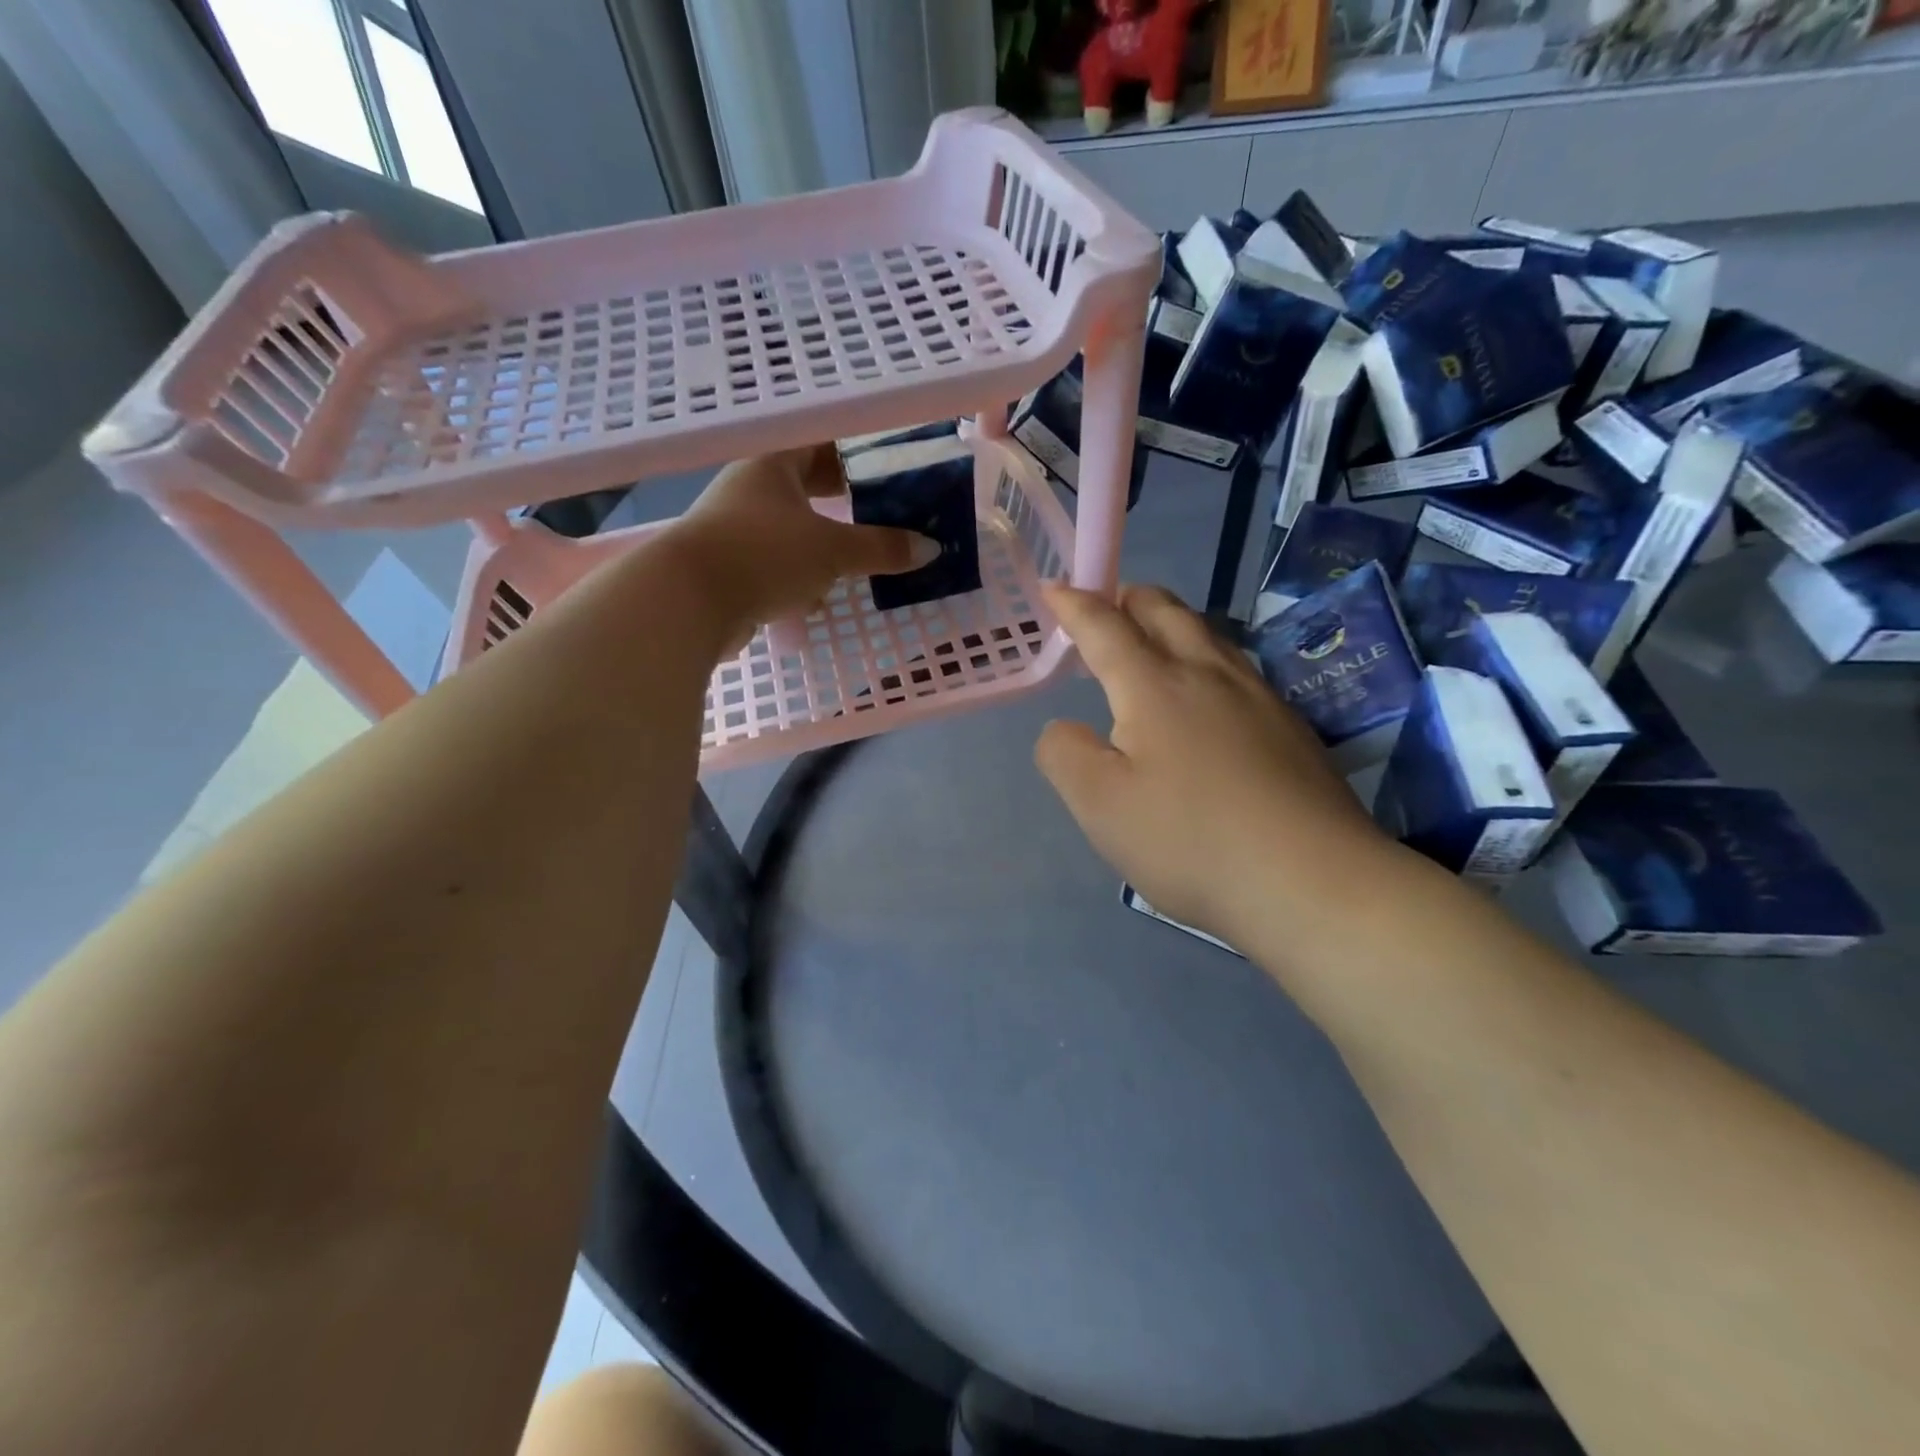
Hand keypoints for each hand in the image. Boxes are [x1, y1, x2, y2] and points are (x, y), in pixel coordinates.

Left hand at [668, 446, 938, 651]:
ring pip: (792, 527)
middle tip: (886, 510)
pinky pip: (777, 563)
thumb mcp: (832, 549)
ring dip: (824, 540)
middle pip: (806, 486)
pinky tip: (824, 594)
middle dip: (845, 500)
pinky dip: (802, 575)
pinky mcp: (731, 568)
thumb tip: (930, 549)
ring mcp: (737, 530)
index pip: (820, 443)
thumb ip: (881, 548)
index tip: (890, 465)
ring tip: (863, 552)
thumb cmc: (764, 554)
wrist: (688, 602)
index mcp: (772, 464)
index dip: (856, 451)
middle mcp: (751, 489)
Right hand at [1035, 584, 1393, 952]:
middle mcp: (1209, 674)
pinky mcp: (1290, 727)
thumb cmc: (1190, 840)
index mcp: (1154, 685)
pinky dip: (1205, 659)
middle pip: (1166, 611)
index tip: (1054, 588)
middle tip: (1106, 607)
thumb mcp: (1099, 804)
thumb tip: (1065, 728)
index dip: (1074, 605)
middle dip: (1129, 599)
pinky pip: (1237, 668)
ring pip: (1209, 635)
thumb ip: (1064, 753)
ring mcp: (1259, 697)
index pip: (1105, 627)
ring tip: (1153, 640)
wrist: (1313, 881)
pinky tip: (1208, 695)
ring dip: (1172, 623)